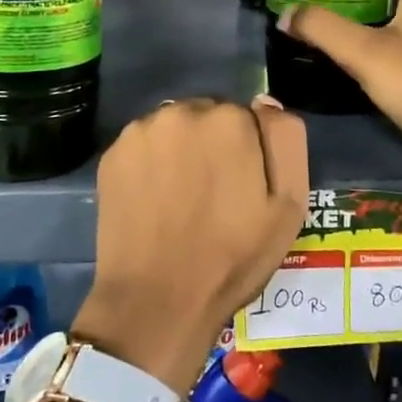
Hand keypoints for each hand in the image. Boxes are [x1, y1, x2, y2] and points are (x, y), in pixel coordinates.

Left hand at [73, 96, 308, 392]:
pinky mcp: (112, 152)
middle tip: (211, 194)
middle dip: (212, 144)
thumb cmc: (232, 257)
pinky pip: (143, 145)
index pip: (247, 117)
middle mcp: (182, 110)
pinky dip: (151, 163)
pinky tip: (153, 199)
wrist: (157, 300)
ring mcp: (141, 130)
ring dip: (180, 149)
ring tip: (179, 198)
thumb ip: (286, 141)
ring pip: (173, 128)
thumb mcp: (288, 205)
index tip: (242, 185)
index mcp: (230, 120)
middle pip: (207, 116)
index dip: (248, 152)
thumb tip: (265, 101)